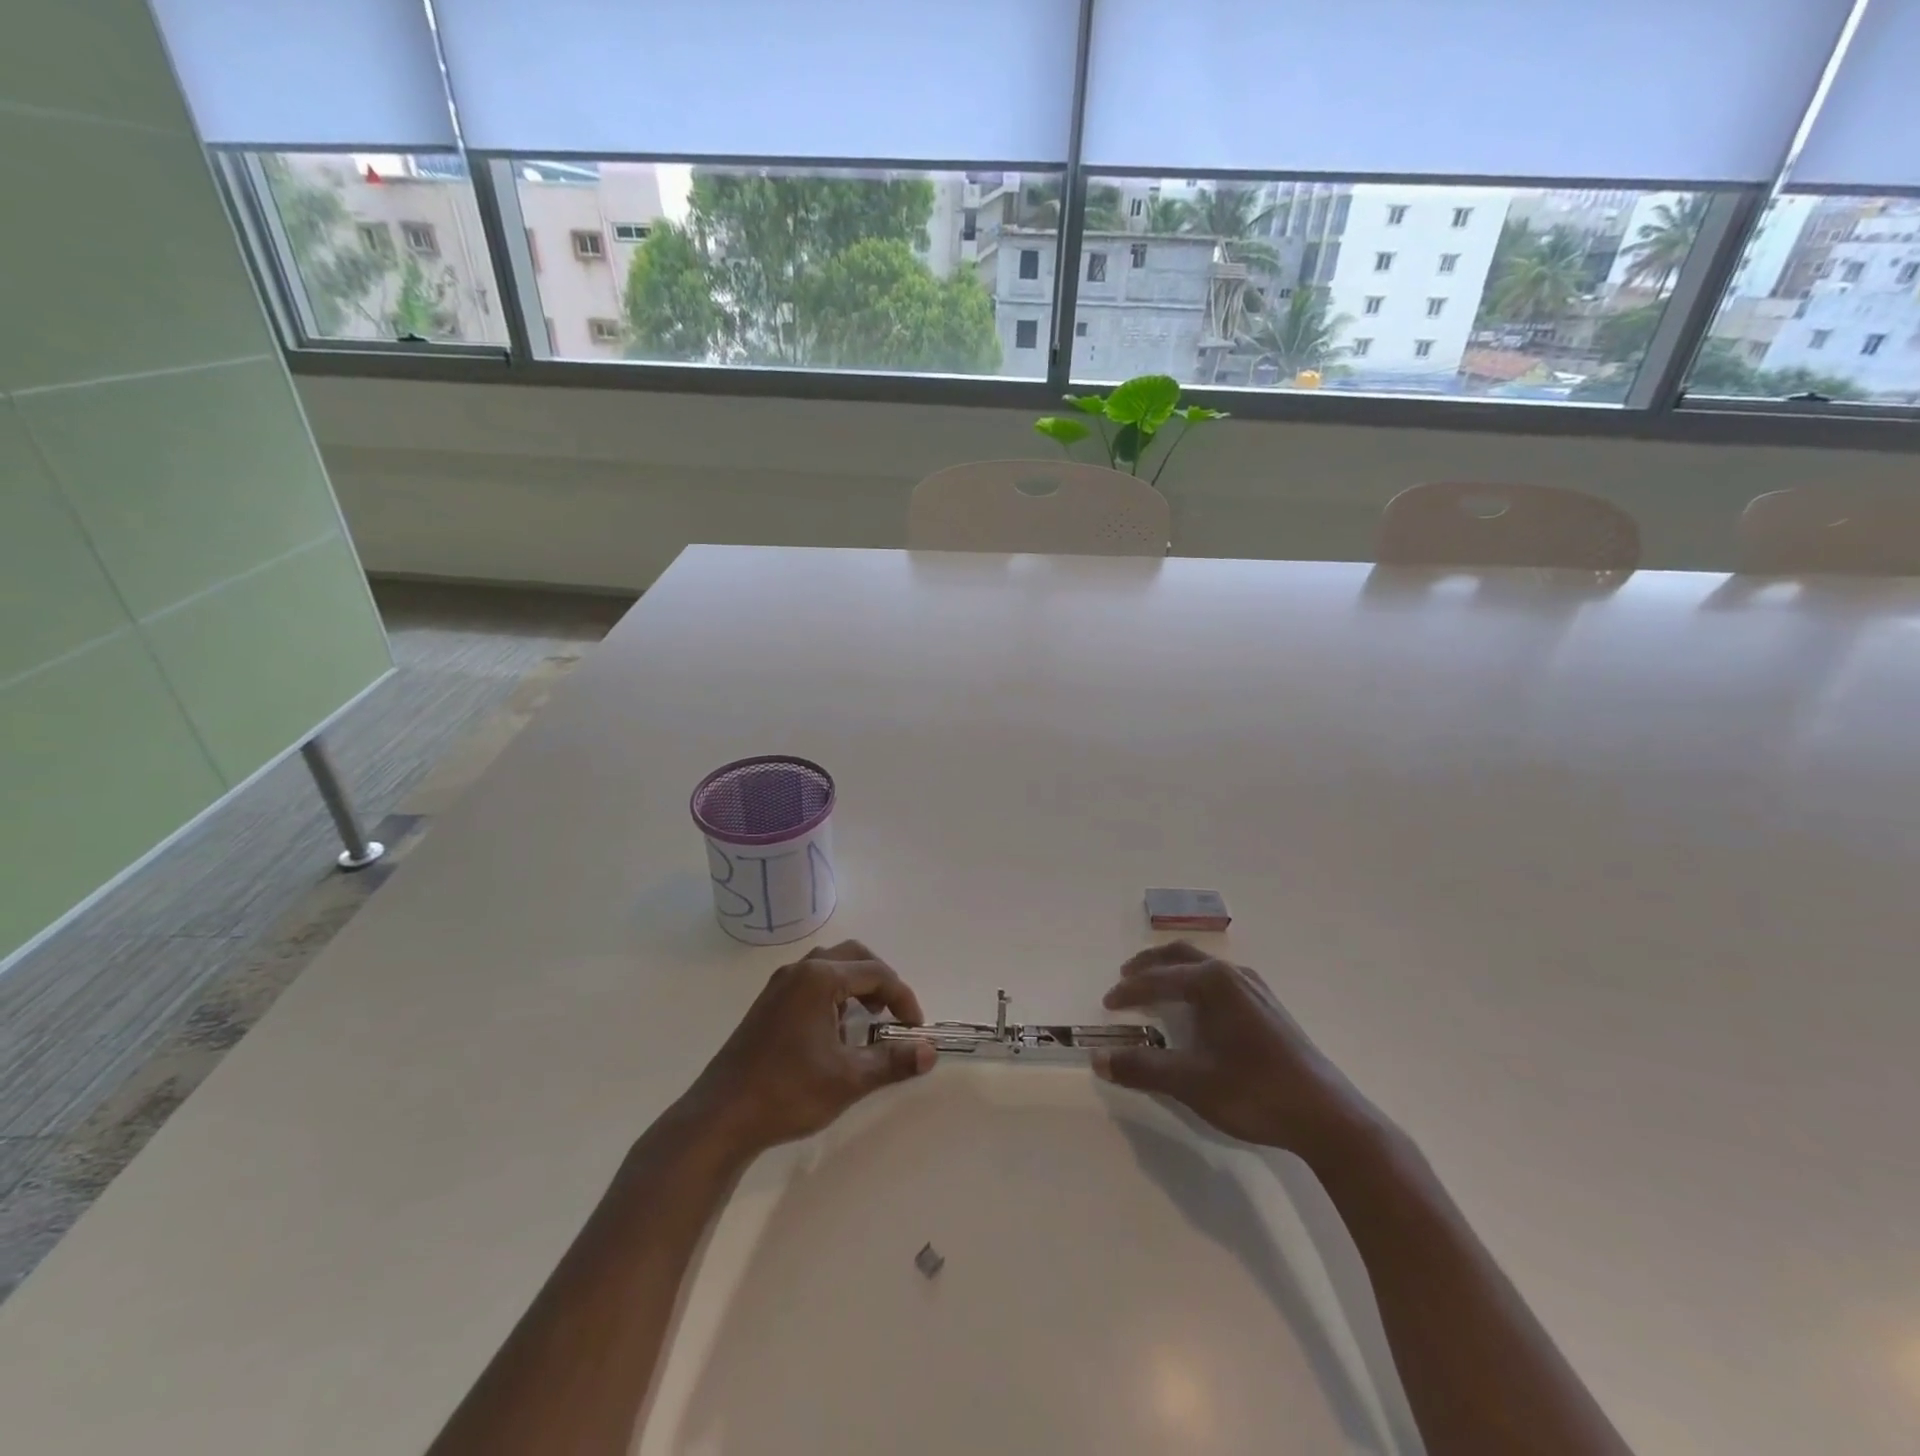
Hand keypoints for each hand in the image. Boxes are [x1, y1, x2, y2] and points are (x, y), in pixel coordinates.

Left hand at [683, 940, 934, 1160]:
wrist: (721, 1117)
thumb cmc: (788, 1091)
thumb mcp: (849, 1078)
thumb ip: (893, 1061)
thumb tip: (930, 1052)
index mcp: (820, 978)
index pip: (877, 973)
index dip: (903, 999)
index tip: (915, 1029)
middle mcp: (799, 971)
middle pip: (853, 957)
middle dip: (880, 982)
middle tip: (894, 1016)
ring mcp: (779, 986)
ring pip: (829, 968)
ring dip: (855, 987)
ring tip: (867, 1024)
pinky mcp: (767, 1005)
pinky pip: (810, 984)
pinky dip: (833, 996)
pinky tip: (835, 1034)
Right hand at [1094, 941, 1369, 1163]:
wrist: (1327, 1117)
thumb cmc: (1254, 1092)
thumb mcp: (1190, 1082)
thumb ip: (1142, 1068)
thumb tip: (1098, 1059)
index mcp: (1213, 983)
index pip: (1157, 978)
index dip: (1128, 991)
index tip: (1107, 1005)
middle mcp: (1234, 976)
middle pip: (1182, 956)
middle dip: (1150, 965)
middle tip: (1125, 979)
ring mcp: (1257, 990)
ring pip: (1204, 967)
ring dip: (1174, 973)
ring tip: (1156, 991)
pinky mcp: (1271, 1009)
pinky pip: (1222, 982)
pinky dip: (1197, 986)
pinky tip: (1199, 1012)